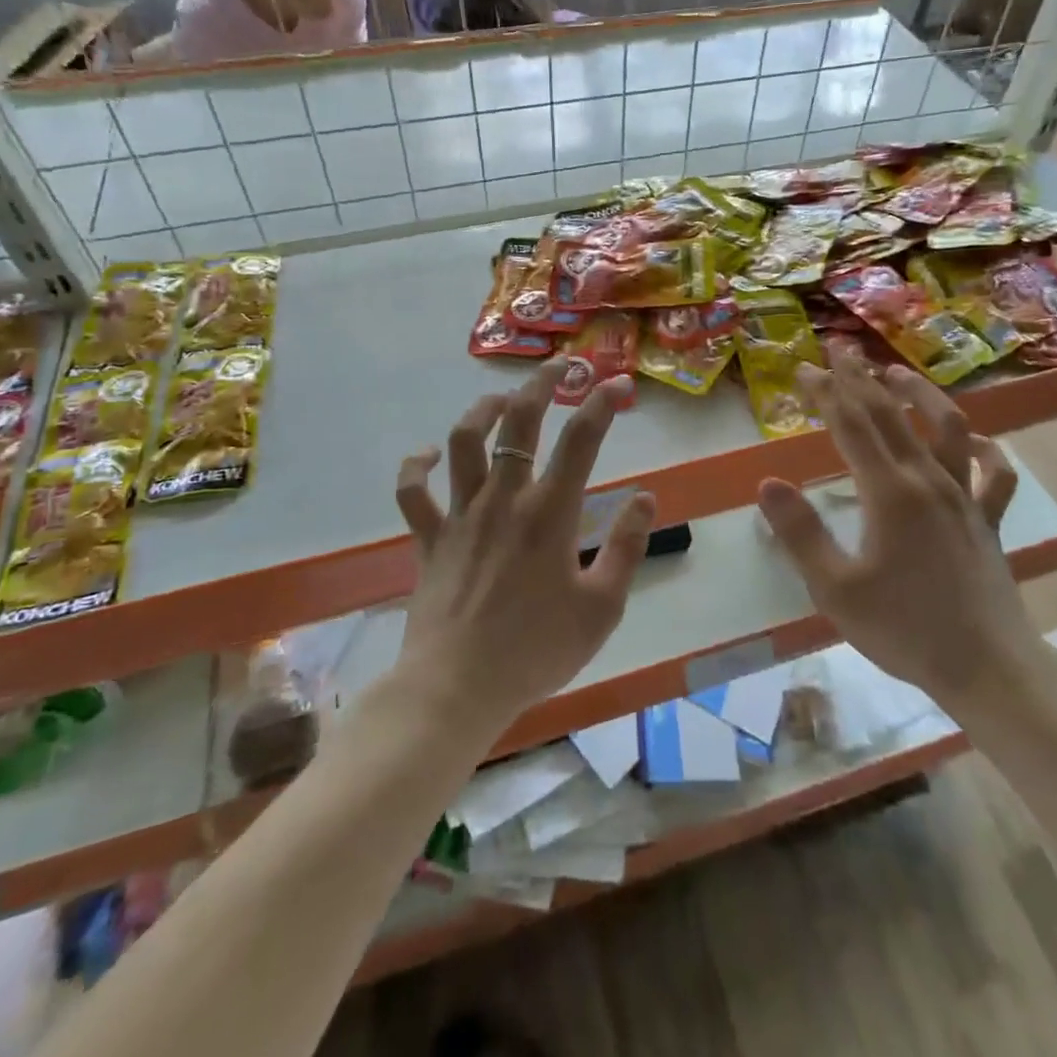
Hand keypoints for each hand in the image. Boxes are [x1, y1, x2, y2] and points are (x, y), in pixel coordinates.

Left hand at [394, 357, 656, 731]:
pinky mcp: (429, 538)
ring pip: (463, 442)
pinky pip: (412, 492)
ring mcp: (460, 515)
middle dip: (540, 385)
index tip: (619, 384)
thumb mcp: (602, 608)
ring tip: (501, 400)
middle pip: (518, 422)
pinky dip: (417, 466)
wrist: (456, 689)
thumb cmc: (536, 650)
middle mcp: (503, 499)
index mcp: (550, 513)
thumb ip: (627, 548)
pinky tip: (430, 454)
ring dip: (481, 411)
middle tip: (557, 368)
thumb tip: (644, 498)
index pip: (581, 439)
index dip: (602, 403)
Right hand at [755, 352, 1052, 730]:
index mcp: (889, 492)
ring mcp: (965, 498)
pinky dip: (987, 450)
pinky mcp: (988, 520)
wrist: (987, 670)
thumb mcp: (835, 588)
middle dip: (861, 379)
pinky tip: (974, 439)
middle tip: (839, 351)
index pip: (851, 426)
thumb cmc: (904, 630)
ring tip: (897, 373)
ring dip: (921, 395)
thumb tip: (769, 483)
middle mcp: (928, 481)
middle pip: (891, 415)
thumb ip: (800, 532)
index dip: (826, 392)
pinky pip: (996, 475)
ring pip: (947, 429)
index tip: (804, 368)